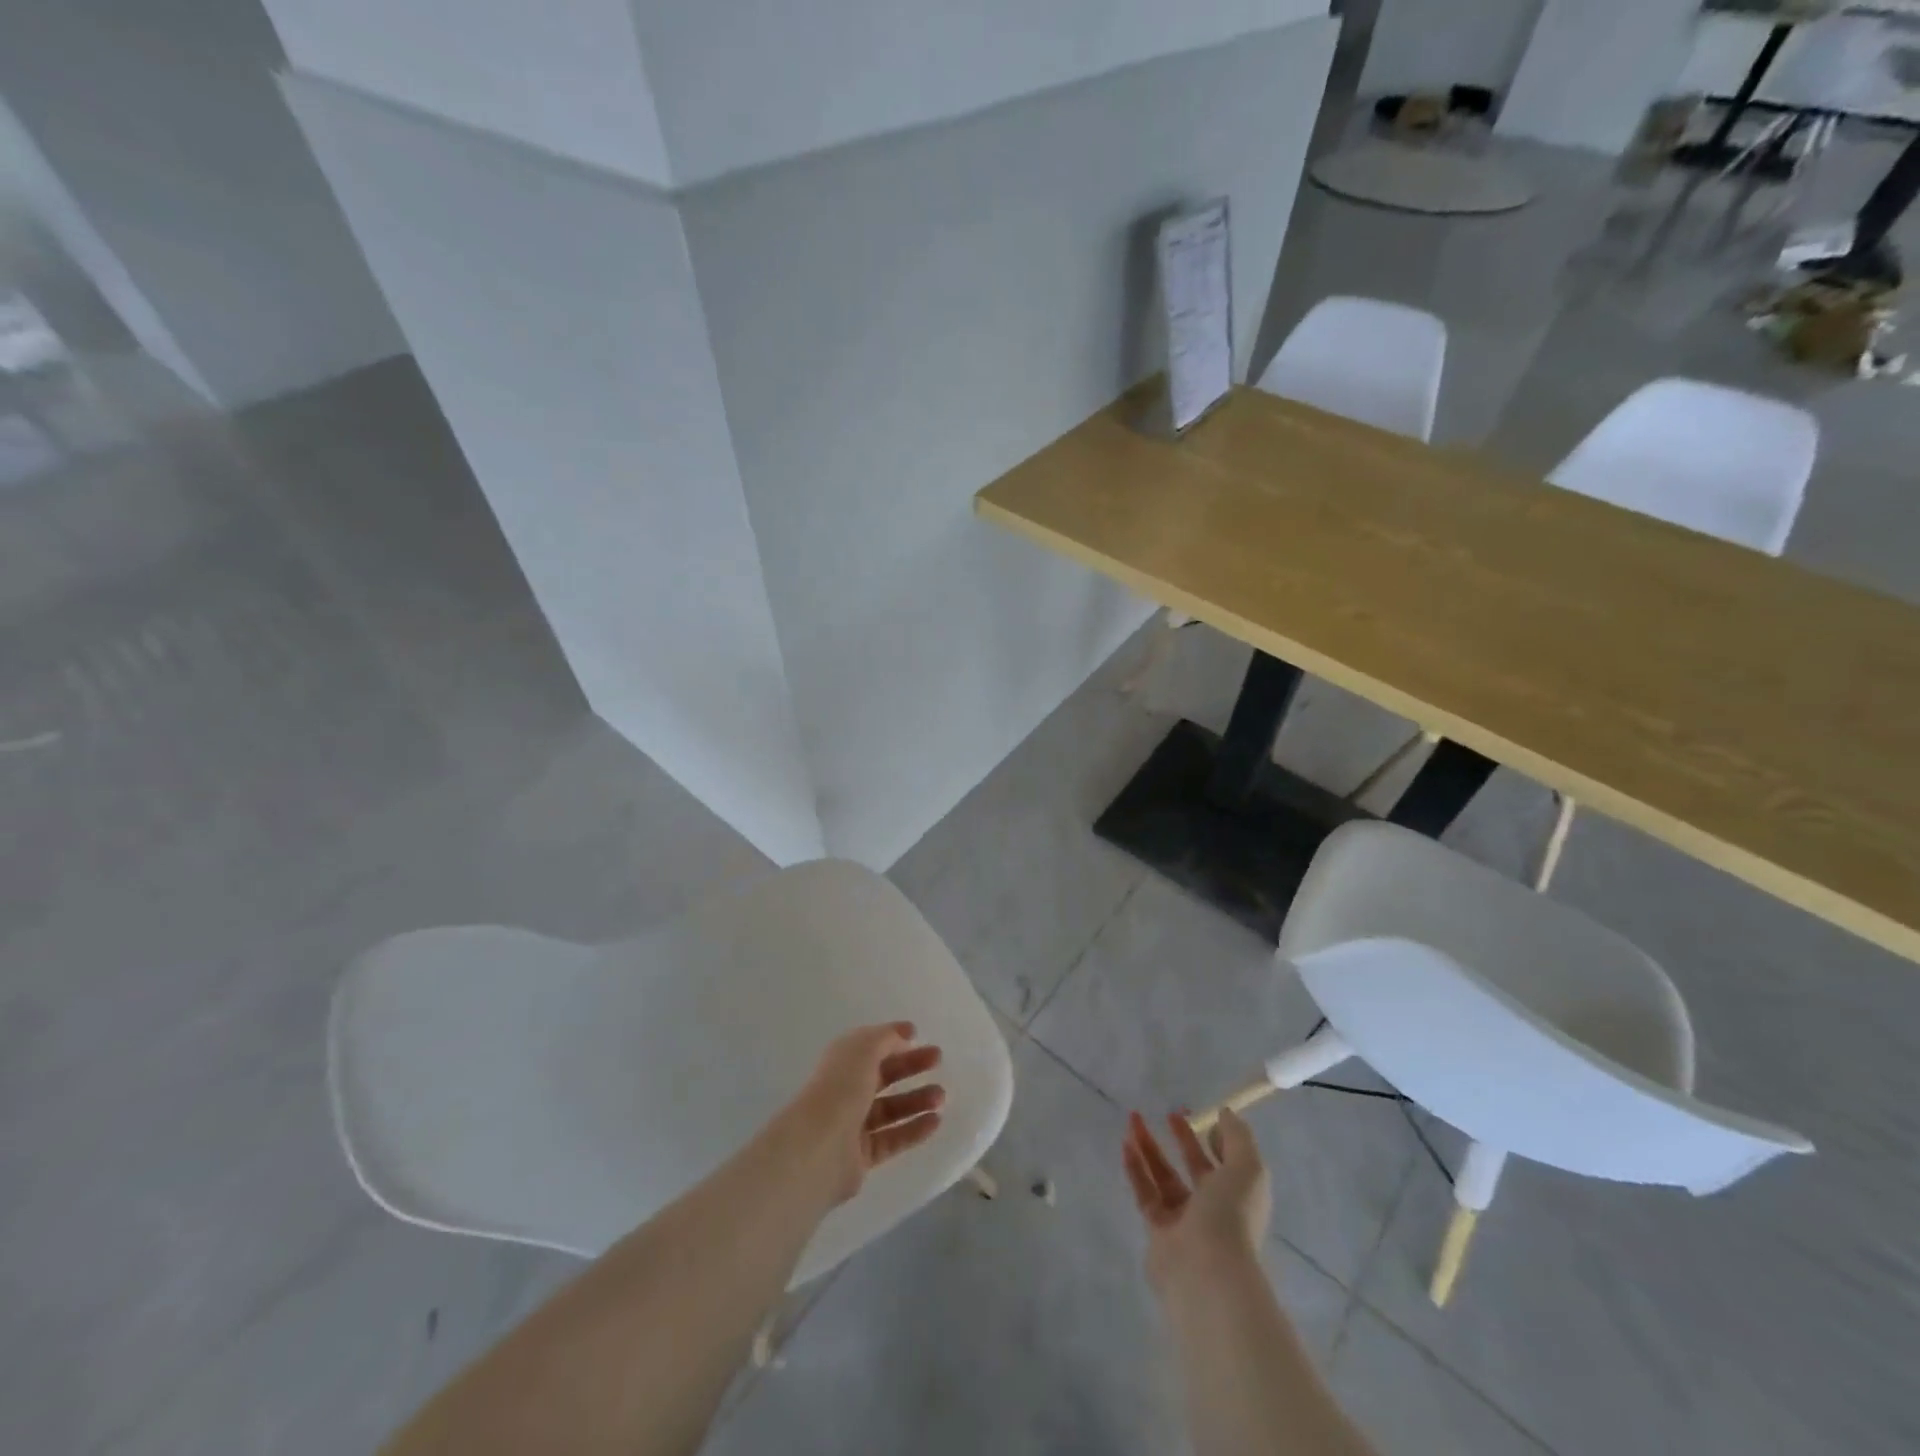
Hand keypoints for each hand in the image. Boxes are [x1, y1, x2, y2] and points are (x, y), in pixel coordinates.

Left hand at [777, 1022, 944, 1205]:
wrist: (819, 1148)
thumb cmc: (840, 1088)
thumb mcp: (864, 1048)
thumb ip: (886, 1038)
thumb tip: (904, 1035)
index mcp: (842, 1062)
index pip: (871, 1046)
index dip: (893, 1039)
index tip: (919, 1035)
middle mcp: (846, 1090)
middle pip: (884, 1076)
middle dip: (911, 1066)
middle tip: (938, 1060)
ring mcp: (853, 1125)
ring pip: (891, 1109)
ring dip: (917, 1100)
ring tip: (941, 1096)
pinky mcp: (862, 1156)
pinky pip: (893, 1139)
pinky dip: (914, 1130)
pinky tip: (936, 1122)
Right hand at [1123, 1108, 1271, 1291]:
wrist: (1207, 1271)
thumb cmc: (1232, 1215)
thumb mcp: (1248, 1168)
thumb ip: (1238, 1137)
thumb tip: (1224, 1114)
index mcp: (1238, 1195)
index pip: (1226, 1162)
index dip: (1214, 1138)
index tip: (1197, 1114)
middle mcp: (1213, 1208)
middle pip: (1194, 1167)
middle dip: (1181, 1139)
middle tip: (1166, 1112)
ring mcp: (1184, 1221)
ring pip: (1165, 1177)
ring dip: (1150, 1147)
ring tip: (1133, 1119)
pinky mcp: (1157, 1231)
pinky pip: (1145, 1193)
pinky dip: (1135, 1168)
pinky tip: (1125, 1144)